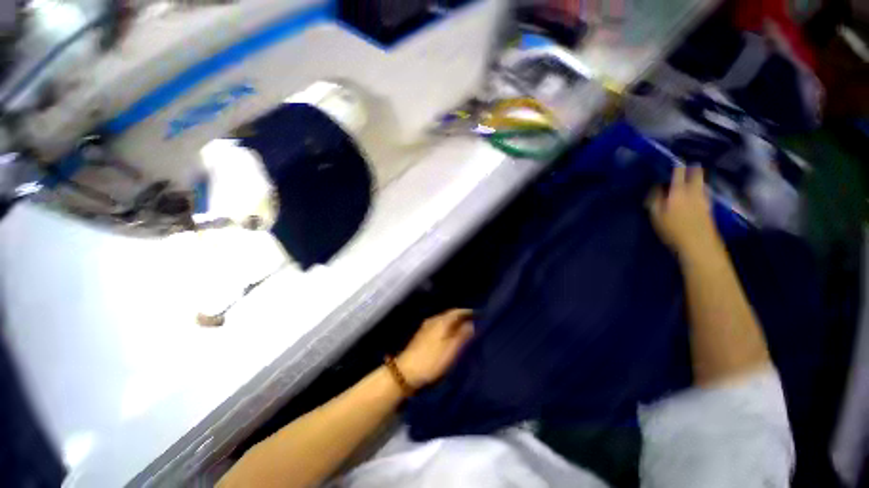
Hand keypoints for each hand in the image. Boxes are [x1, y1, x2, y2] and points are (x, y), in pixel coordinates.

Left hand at [397, 309, 473, 388]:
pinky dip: (447, 327)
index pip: (457, 311)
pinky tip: (449, 334)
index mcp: (441, 321)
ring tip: (463, 328)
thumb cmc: (431, 360)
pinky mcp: (422, 334)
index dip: (467, 312)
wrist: (405, 372)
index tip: (478, 315)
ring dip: (453, 322)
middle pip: (450, 314)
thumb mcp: (450, 350)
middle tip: (472, 321)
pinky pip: (439, 325)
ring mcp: (426, 327)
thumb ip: (462, 336)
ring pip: (444, 320)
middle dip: (461, 316)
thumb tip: (471, 323)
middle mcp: (433, 320)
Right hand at [648, 166, 719, 255]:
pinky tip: (697, 191)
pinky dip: (700, 187)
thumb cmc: (673, 230)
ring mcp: (704, 198)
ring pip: (701, 182)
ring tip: (692, 175)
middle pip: (696, 174)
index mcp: (679, 192)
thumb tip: (656, 187)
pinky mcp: (709, 207)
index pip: (678, 173)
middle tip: (686, 164)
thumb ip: (655, 199)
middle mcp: (694, 191)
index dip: (675, 165)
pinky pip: (704, 191)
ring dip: (697, 177)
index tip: (671, 161)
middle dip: (691, 168)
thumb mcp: (656, 216)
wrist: (698, 244)